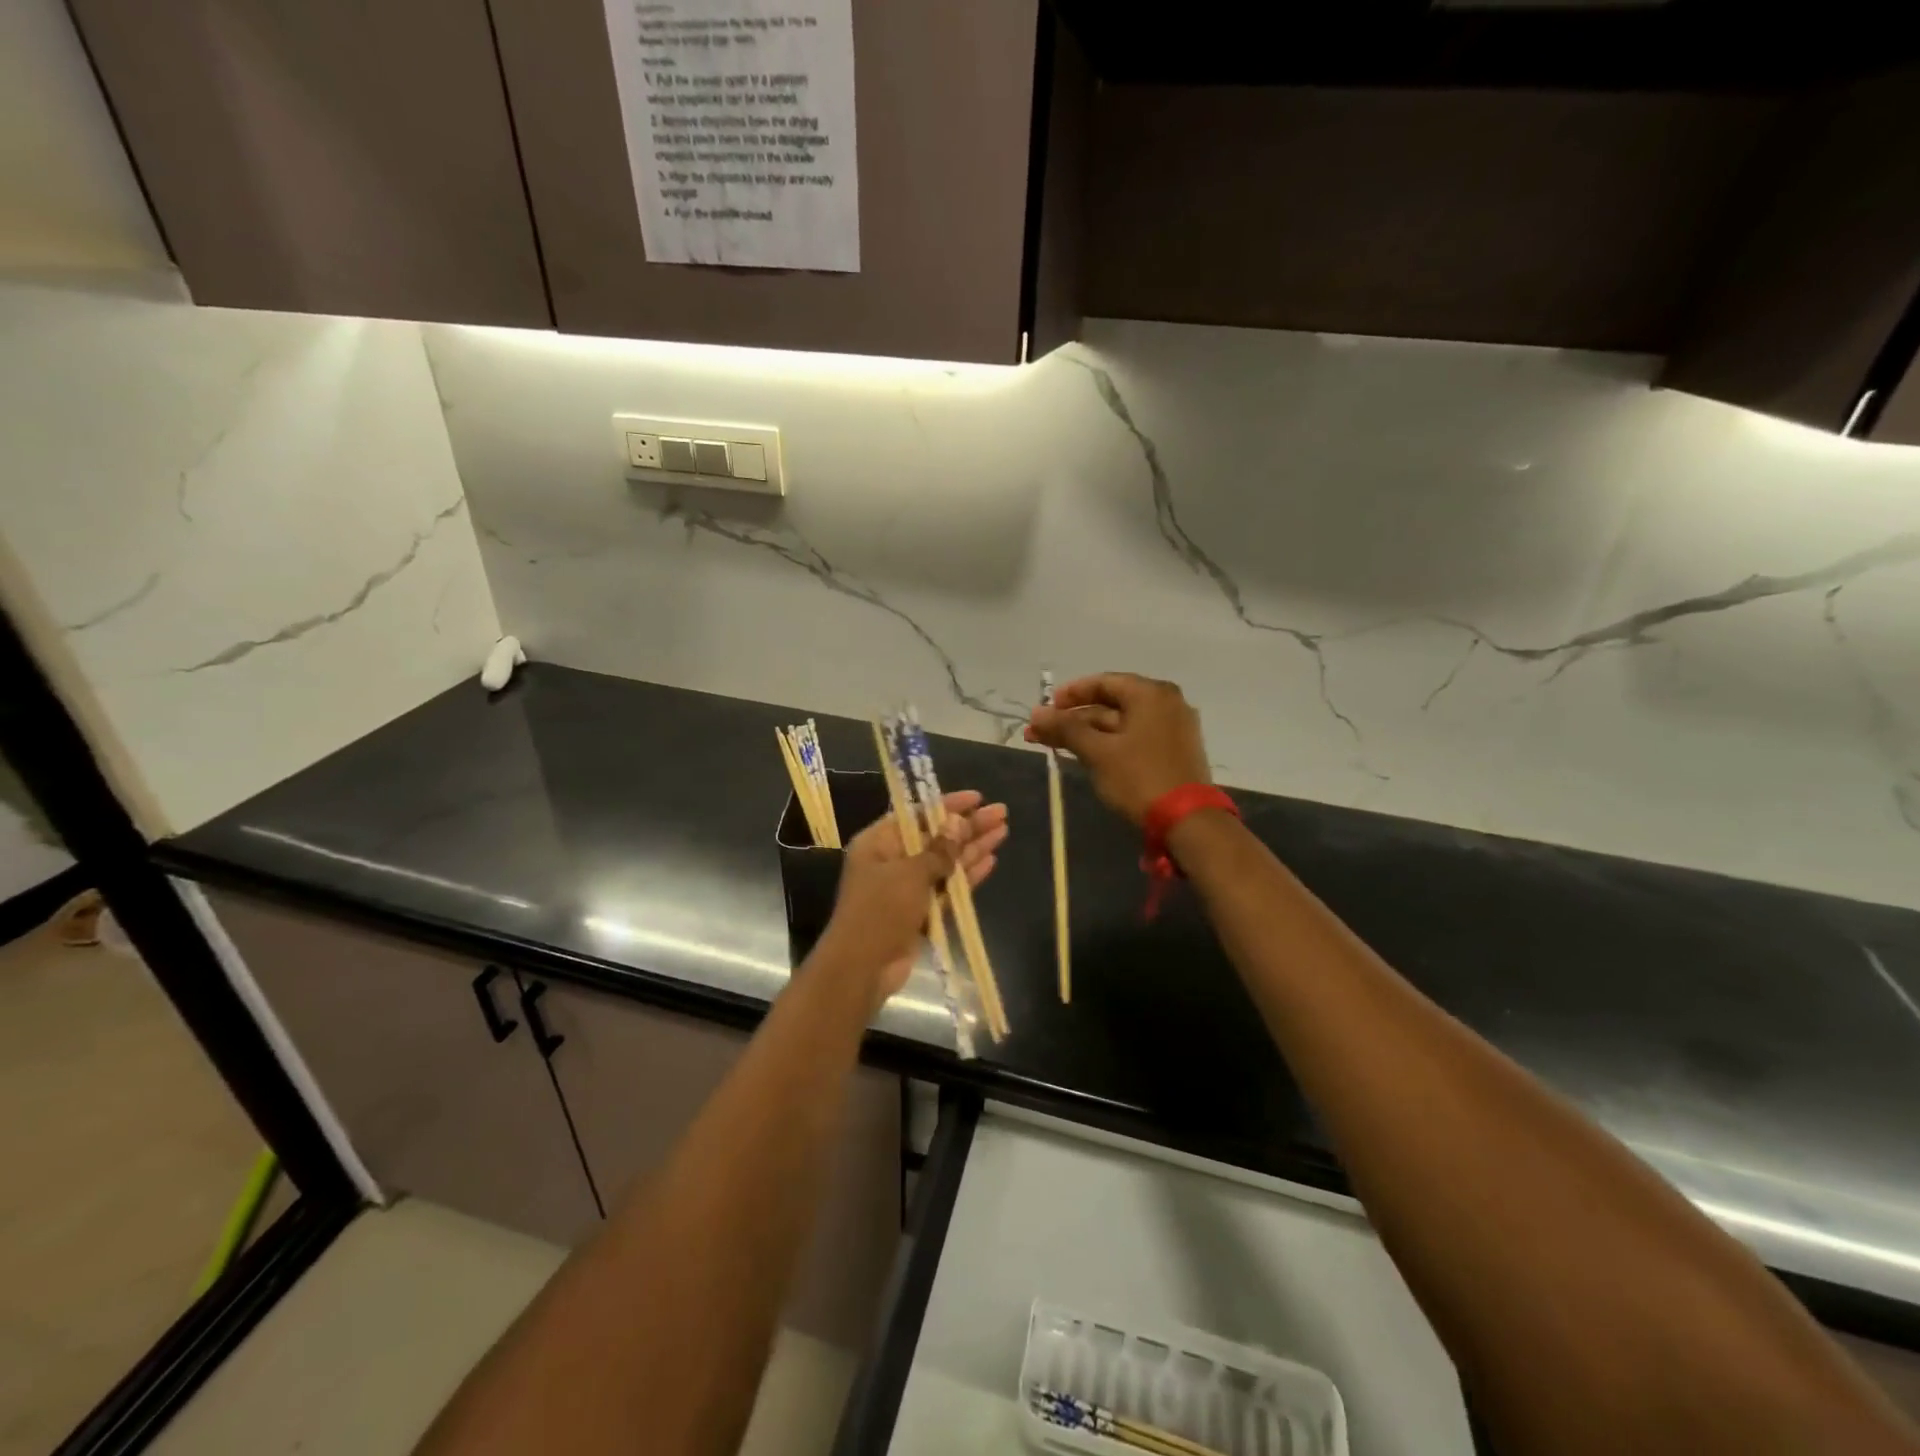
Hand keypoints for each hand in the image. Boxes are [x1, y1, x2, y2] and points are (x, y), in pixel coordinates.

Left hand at [818, 790, 1008, 1003]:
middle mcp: (892, 860)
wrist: (862, 968)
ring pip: (945, 862)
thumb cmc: (880, 911)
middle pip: (935, 837)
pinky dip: (967, 876)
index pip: (916, 814)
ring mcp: (906, 887)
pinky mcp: (920, 912)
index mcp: (878, 842)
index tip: (978, 798)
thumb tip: (958, 823)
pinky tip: (991, 861)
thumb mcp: (911, 873)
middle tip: (1001, 813)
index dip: (947, 805)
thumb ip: (939, 849)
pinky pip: (947, 887)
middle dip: (968, 826)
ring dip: (972, 848)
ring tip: (1004, 832)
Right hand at [1026, 673, 1210, 825]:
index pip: (1103, 682)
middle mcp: (1166, 703)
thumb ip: (1066, 729)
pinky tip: (1085, 756)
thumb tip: (1036, 714)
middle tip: (1040, 733)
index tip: (1045, 709)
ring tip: (1054, 746)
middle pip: (1111, 704)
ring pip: (1121, 724)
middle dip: (1073, 719)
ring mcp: (1174, 728)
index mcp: (1151, 694)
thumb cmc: (1140, 778)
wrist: (1188, 822)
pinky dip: (1109, 744)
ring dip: (1087, 734)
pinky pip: (1135, 738)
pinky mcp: (1175, 752)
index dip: (1070, 694)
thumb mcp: (1098, 752)